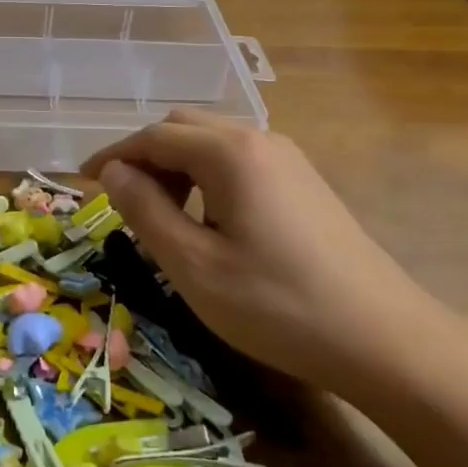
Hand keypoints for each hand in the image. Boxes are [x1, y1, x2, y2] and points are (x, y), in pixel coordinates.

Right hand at [82, 109, 448, 400]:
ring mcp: (288, 159)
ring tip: (163, 214)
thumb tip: (113, 172)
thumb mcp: (193, 265)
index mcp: (229, 153)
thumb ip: (145, 210)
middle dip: (145, 156)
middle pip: (183, 128)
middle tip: (123, 200)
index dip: (113, 155)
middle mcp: (259, 139)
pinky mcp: (304, 182)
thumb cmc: (277, 305)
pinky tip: (209, 219)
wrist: (384, 339)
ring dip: (177, 165)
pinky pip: (239, 160)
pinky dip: (207, 176)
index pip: (153, 137)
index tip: (83, 181)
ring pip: (213, 142)